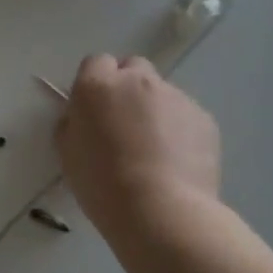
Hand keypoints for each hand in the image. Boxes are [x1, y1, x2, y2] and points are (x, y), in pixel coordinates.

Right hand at [55, 54, 221, 241]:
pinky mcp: (204, 118)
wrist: (160, 210)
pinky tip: (174, 161)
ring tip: (153, 150)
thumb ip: (73, 124)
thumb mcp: (67, 153)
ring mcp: (176, 96)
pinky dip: (179, 130)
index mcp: (97, 86)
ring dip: (154, 110)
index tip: (92, 109)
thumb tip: (82, 117)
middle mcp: (138, 81)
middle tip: (122, 123)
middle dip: (127, 86)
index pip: (95, 62)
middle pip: (133, 67)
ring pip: (161, 92)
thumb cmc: (101, 183)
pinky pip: (185, 115)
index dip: (94, 83)